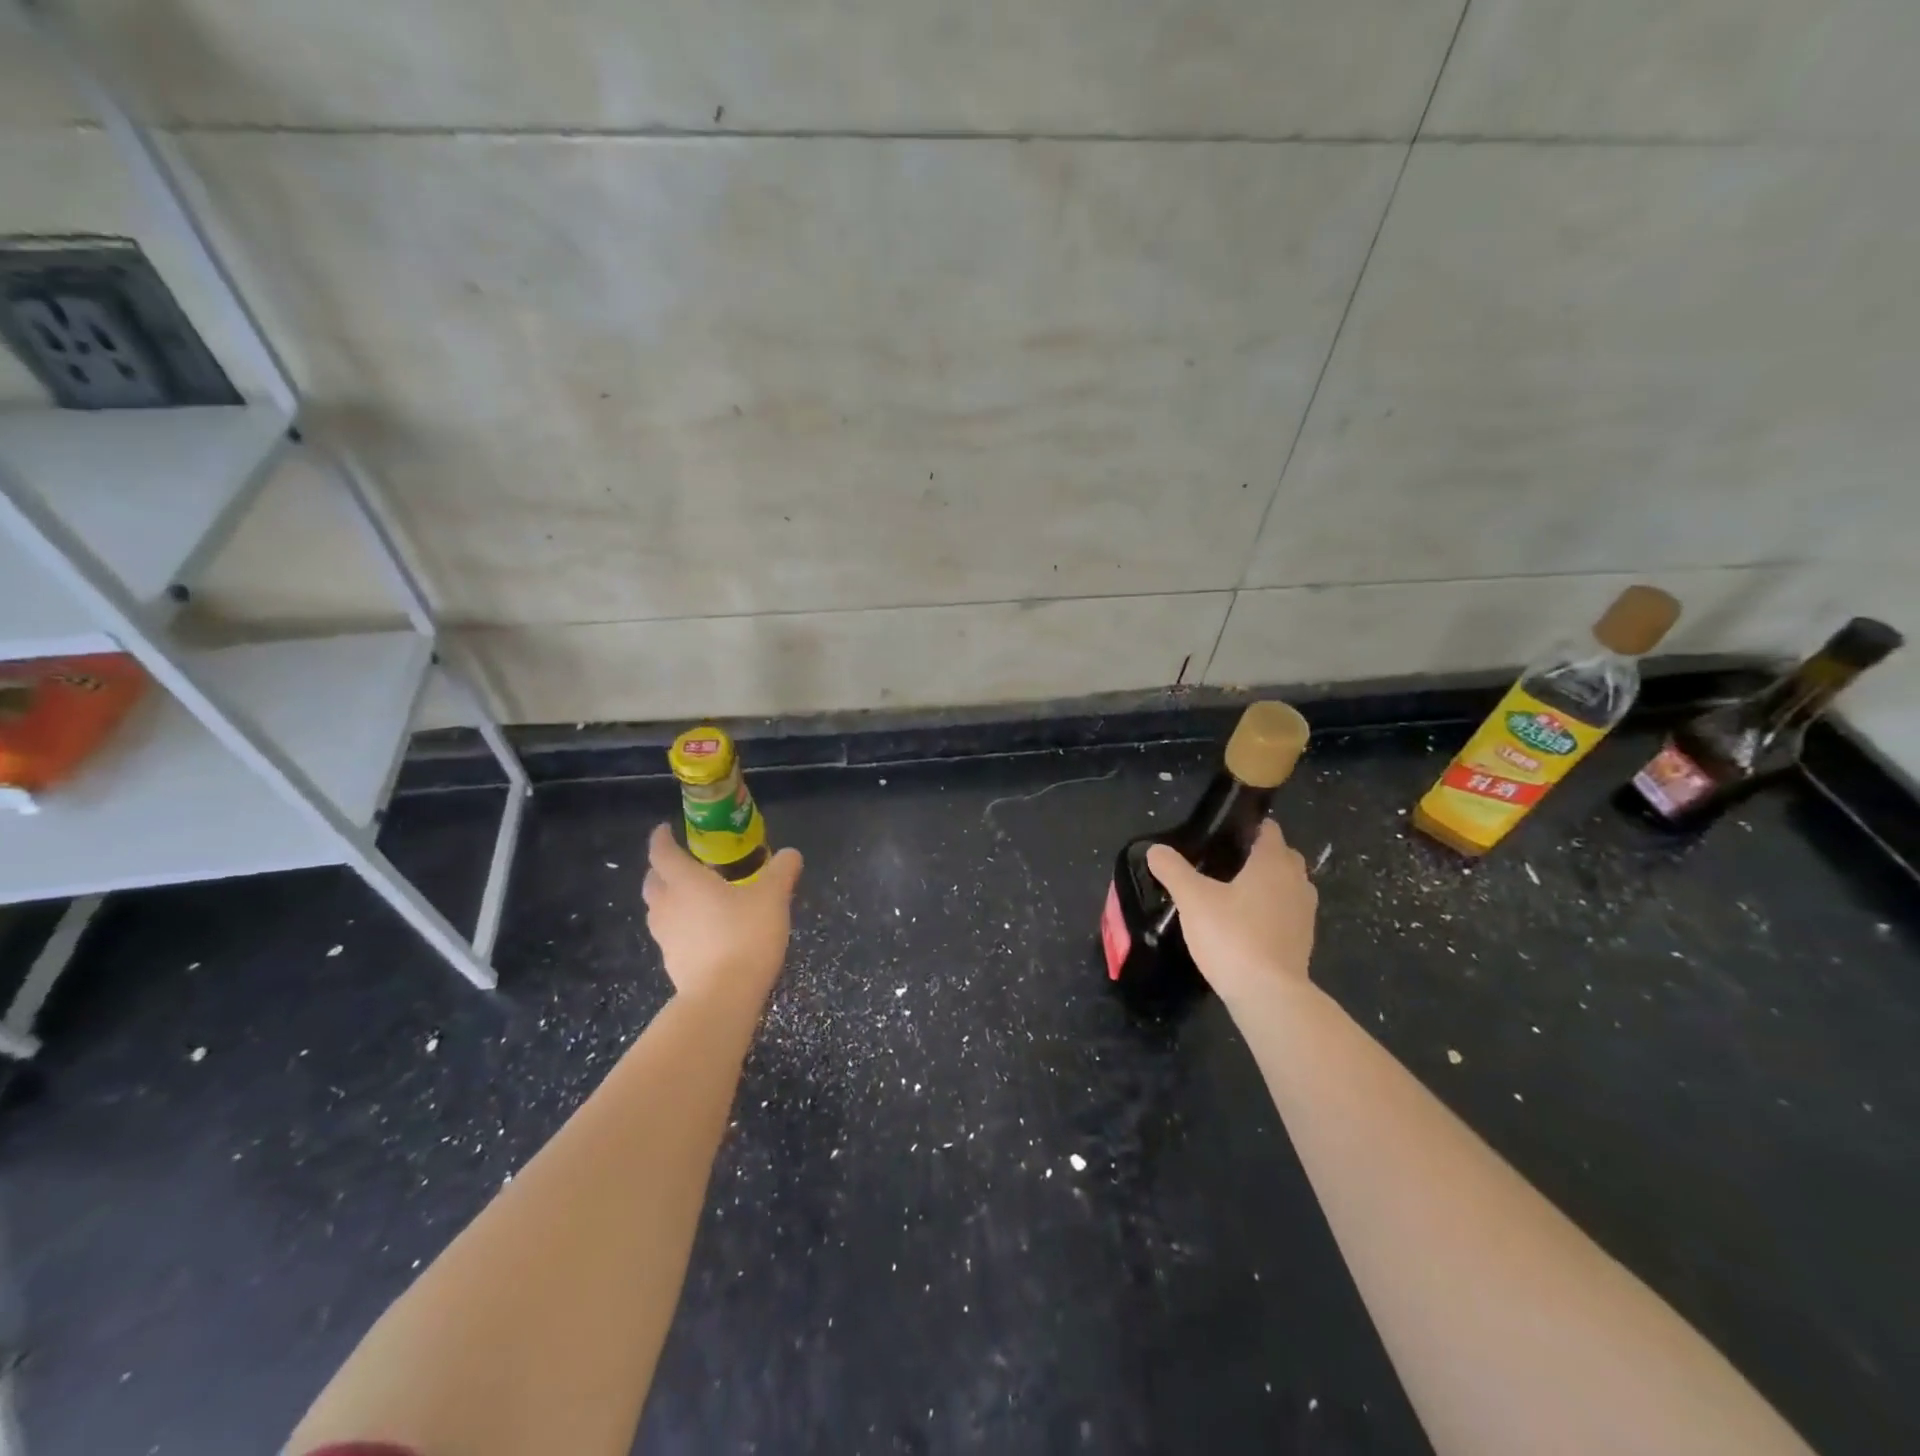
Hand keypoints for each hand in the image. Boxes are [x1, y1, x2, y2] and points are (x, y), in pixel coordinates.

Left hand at [642, 823, 802, 1007]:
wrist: (723, 996)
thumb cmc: (744, 935)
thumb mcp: (773, 897)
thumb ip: (782, 871)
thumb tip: (791, 854)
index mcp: (686, 882)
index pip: (662, 853)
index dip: (661, 839)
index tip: (665, 830)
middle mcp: (668, 906)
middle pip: (653, 881)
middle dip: (662, 870)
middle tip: (682, 864)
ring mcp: (666, 937)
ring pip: (658, 910)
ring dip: (669, 899)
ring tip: (694, 898)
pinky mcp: (672, 963)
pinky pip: (670, 935)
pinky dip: (681, 926)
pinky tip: (704, 932)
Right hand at [1146, 819, 1316, 1003]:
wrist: (1268, 995)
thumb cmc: (1232, 935)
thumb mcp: (1192, 899)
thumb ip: (1173, 870)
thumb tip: (1156, 850)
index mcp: (1273, 862)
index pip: (1268, 829)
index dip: (1246, 827)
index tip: (1219, 835)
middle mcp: (1297, 881)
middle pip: (1280, 856)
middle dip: (1256, 856)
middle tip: (1220, 864)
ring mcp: (1305, 913)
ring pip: (1286, 886)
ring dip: (1265, 885)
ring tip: (1230, 895)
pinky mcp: (1303, 941)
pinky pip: (1286, 913)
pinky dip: (1269, 912)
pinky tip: (1242, 925)